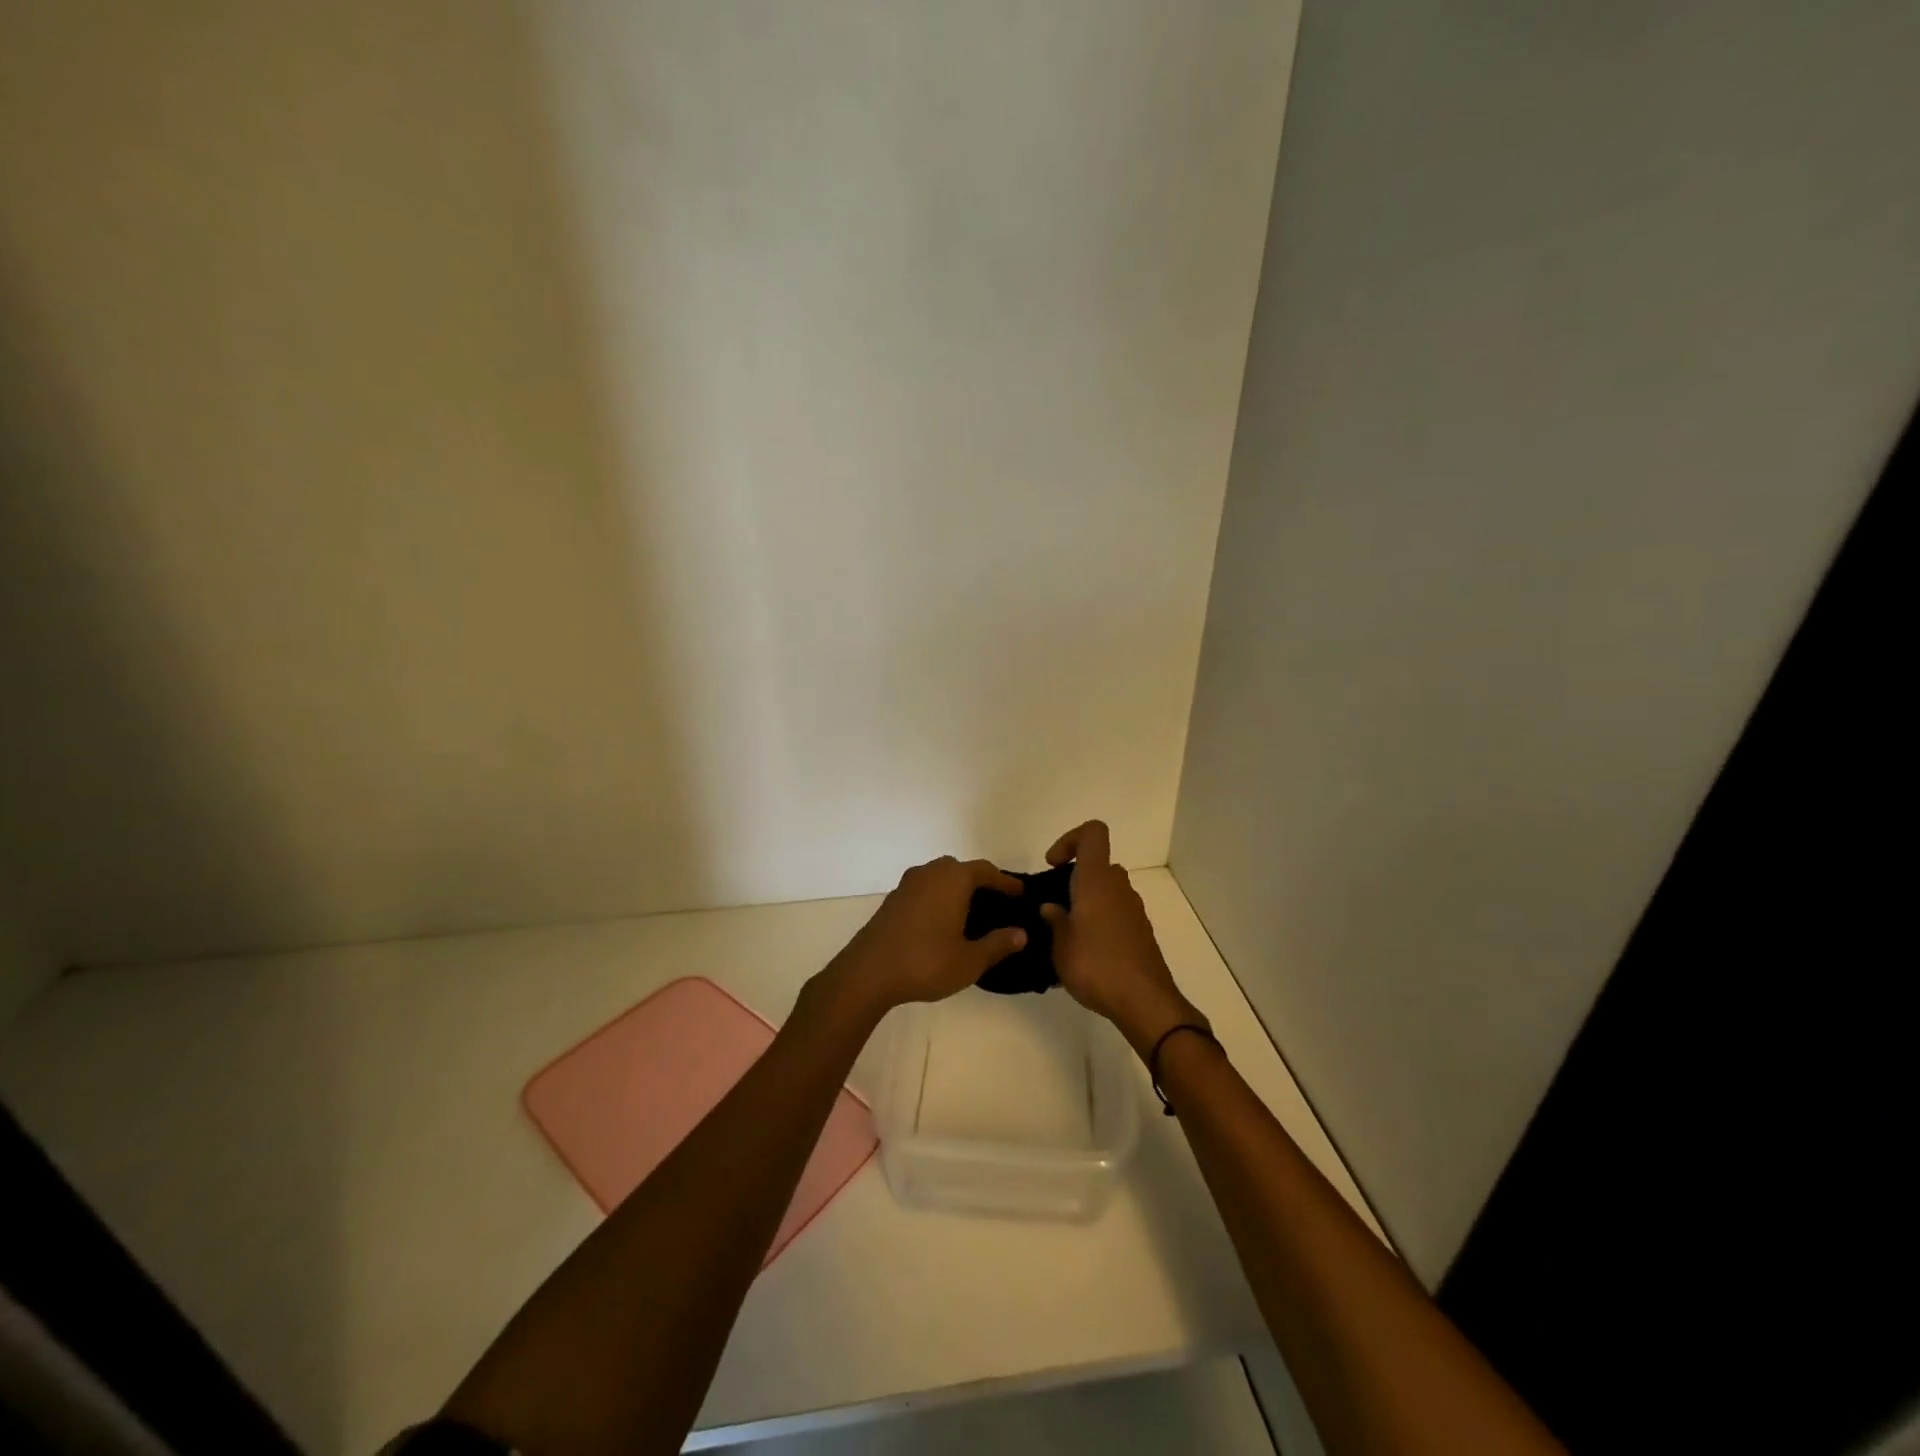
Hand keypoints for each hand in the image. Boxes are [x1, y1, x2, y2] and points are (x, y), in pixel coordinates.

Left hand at [825, 856, 1027, 1013]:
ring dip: (957, 889)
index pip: (986, 871)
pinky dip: (939, 898)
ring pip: (940, 878)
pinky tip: (944, 922)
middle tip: (998, 903)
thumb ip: (997, 944)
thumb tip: (1021, 933)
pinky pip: (925, 890)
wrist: (868, 973)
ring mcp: (908, 885)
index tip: (1021, 893)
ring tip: (972, 913)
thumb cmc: (925, 962)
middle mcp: (930, 873)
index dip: (1006, 882)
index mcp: (953, 879)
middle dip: (981, 882)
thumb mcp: (969, 960)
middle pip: (961, 869)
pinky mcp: (893, 900)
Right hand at [1039, 821, 1204, 1058]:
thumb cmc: (1096, 966)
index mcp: (1097, 880)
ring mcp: (1134, 910)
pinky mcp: (1141, 932)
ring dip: (1087, 902)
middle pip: (1098, 865)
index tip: (1053, 865)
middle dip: (1075, 879)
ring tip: (1066, 934)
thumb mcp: (1060, 945)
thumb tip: (1051, 907)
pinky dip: (1100, 922)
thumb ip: (1054, 921)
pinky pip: (1116, 913)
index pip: (1093, 834)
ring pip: (1107, 890)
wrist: (1144, 1002)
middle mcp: (1119, 888)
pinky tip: (1086, 953)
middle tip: (1055, 905)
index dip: (1070, 839)